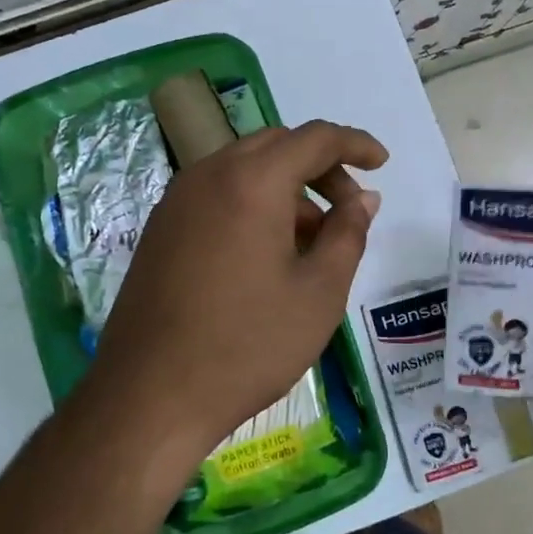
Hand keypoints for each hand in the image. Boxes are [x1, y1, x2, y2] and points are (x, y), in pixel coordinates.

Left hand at [84, 120, 386, 461]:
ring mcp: (177, 201)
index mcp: (252, 182)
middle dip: (320, 167)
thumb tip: (363, 199)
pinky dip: (252, 204)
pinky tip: (266, 254)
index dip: (355, 144)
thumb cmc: (248, 345)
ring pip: (244, 170)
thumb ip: (348, 234)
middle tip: (348, 208)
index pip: (314, 138)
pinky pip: (217, 194)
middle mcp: (209, 175)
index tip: (382, 162)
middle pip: (276, 146)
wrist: (150, 395)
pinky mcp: (161, 228)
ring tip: (311, 242)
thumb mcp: (319, 292)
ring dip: (286, 188)